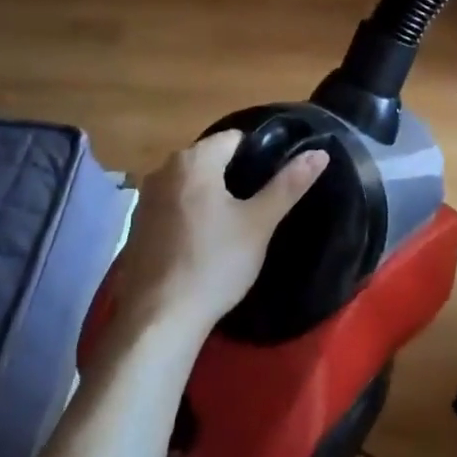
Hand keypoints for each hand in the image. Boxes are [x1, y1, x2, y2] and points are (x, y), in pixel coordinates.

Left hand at [105, 131, 328, 343]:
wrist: (159, 318)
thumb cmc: (215, 264)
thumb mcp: (259, 224)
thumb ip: (288, 185)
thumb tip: (319, 153)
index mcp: (193, 160)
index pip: (234, 138)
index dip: (258, 155)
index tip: (273, 183)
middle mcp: (163, 170)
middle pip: (209, 159)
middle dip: (233, 175)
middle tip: (257, 207)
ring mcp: (145, 198)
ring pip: (189, 184)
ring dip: (210, 196)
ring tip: (233, 226)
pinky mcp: (137, 226)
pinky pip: (172, 206)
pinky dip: (189, 215)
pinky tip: (202, 243)